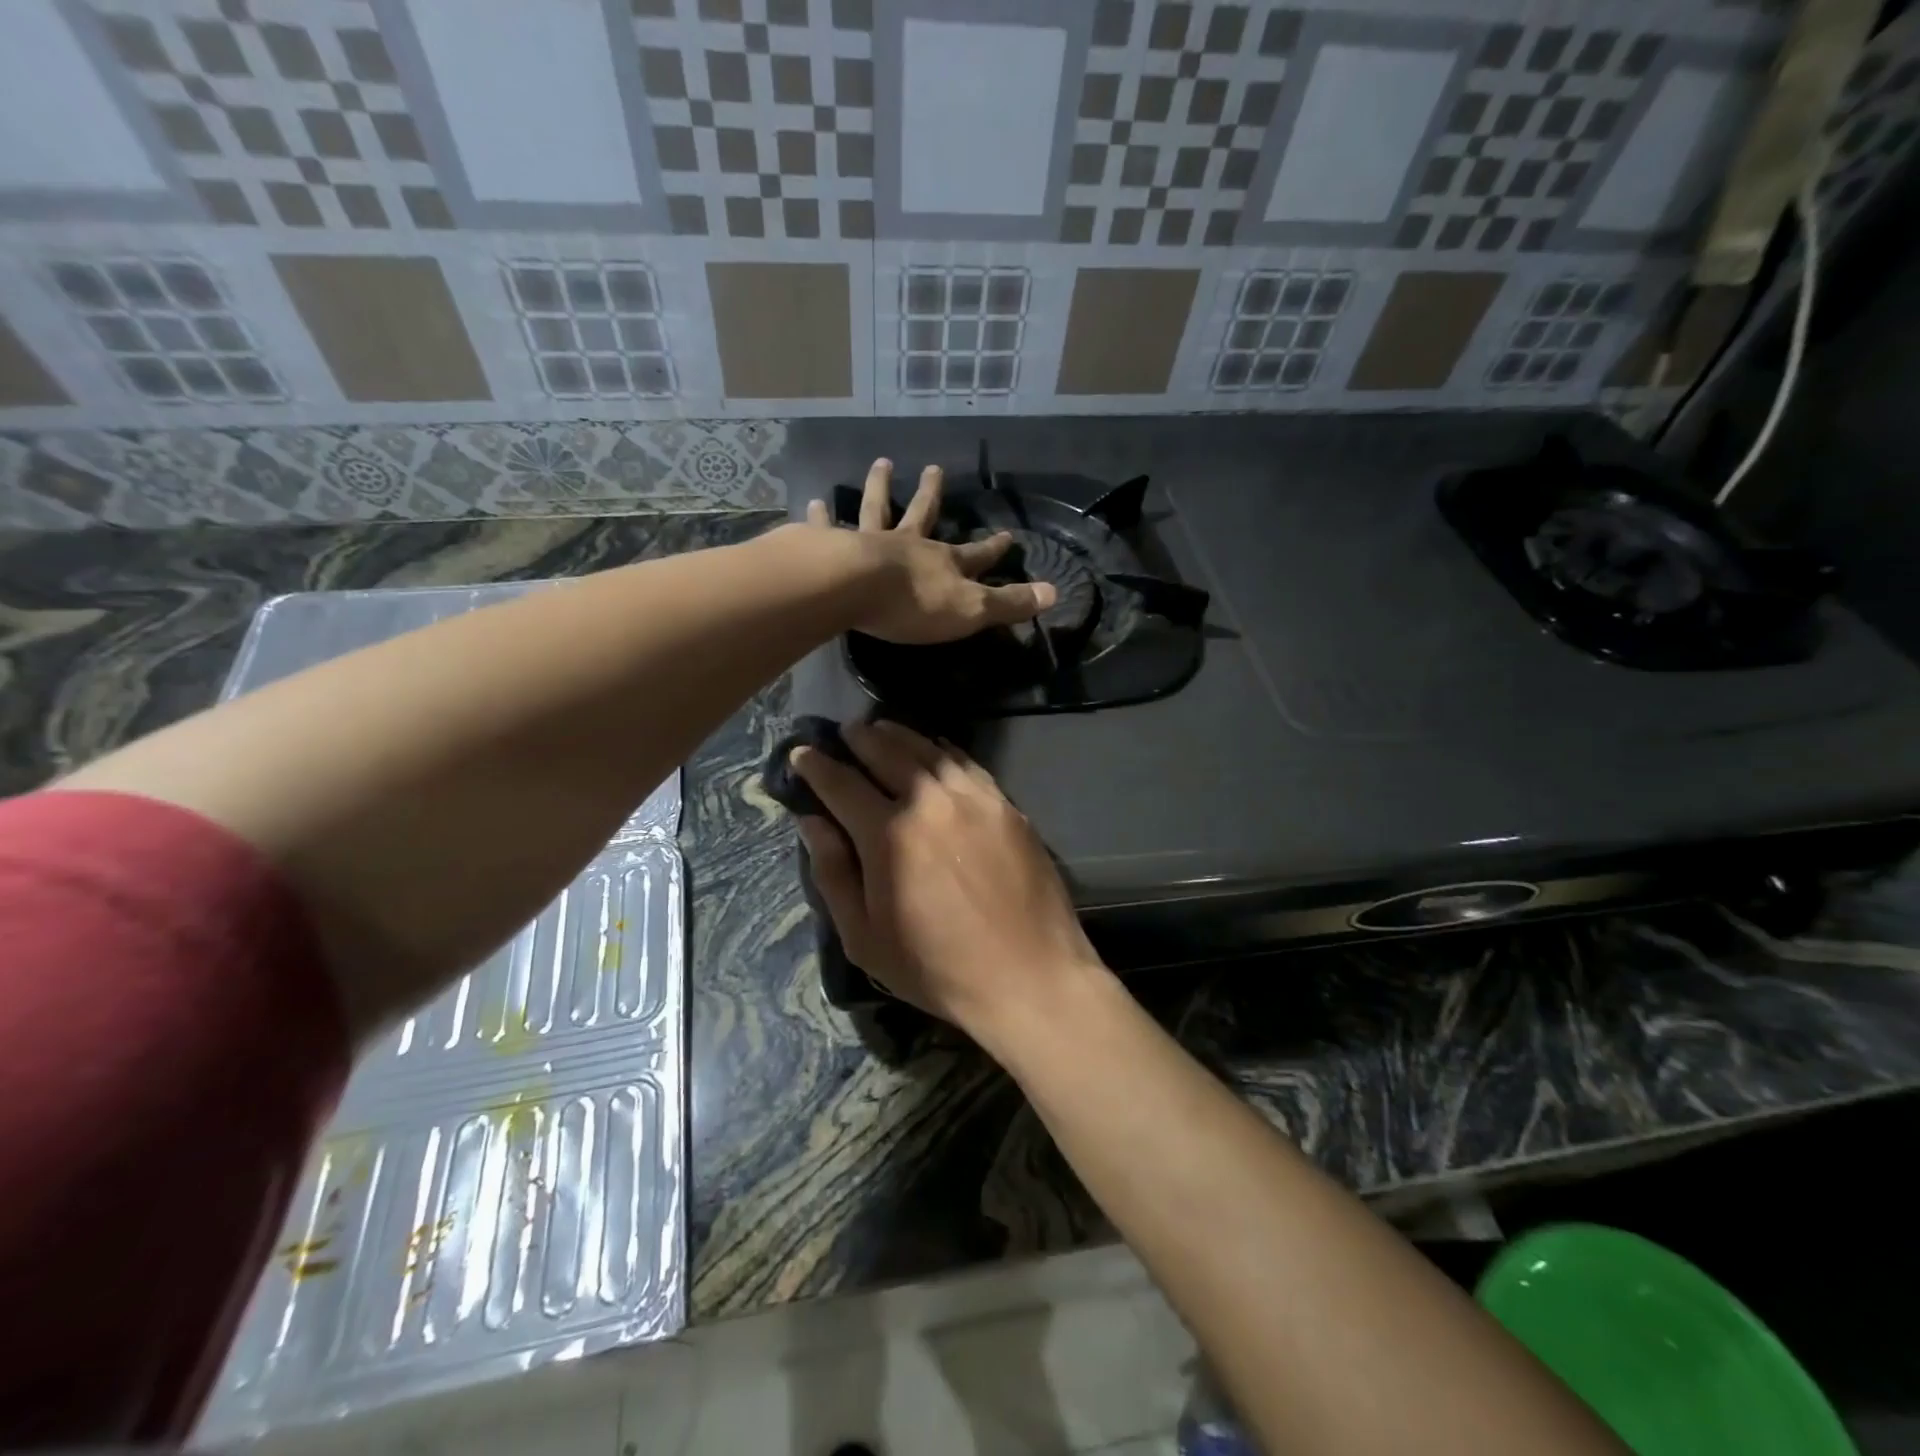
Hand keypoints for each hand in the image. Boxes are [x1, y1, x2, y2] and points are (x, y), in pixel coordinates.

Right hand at [790, 720, 1107, 1048]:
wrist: (1029, 976)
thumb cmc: (937, 968)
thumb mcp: (865, 937)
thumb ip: (833, 872)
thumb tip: (811, 821)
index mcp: (889, 834)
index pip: (841, 783)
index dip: (816, 765)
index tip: (801, 752)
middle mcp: (931, 801)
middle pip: (886, 752)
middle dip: (859, 738)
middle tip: (845, 732)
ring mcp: (975, 798)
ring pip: (929, 750)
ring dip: (899, 735)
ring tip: (882, 729)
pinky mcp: (1006, 805)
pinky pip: (967, 763)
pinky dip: (943, 749)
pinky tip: (936, 748)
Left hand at [806, 459, 1056, 643]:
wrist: (856, 589)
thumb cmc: (914, 604)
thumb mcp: (972, 610)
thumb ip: (1010, 603)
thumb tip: (1055, 593)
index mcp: (942, 563)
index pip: (976, 555)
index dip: (993, 548)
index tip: (1008, 535)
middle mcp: (908, 544)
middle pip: (922, 514)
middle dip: (931, 494)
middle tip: (932, 468)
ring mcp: (869, 542)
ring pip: (876, 509)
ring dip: (879, 487)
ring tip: (881, 464)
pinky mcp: (832, 547)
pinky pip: (825, 529)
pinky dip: (819, 517)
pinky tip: (812, 503)